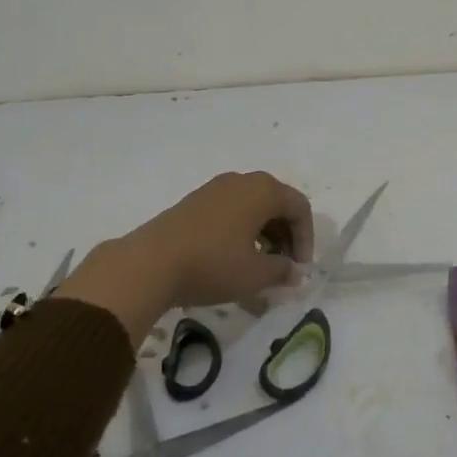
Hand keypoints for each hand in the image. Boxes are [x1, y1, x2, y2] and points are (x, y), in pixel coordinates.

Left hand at [62, 172, 313, 339]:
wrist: (150, 263)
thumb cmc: (213, 264)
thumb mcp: (255, 274)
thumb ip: (282, 271)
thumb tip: (293, 271)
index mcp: (263, 190)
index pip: (299, 207)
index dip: (306, 239)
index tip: (299, 269)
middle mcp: (242, 181)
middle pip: (277, 203)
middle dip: (286, 236)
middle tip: (284, 267)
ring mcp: (215, 189)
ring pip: (253, 207)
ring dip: (264, 235)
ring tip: (260, 267)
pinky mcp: (194, 202)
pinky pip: (231, 211)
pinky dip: (242, 231)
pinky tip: (233, 259)